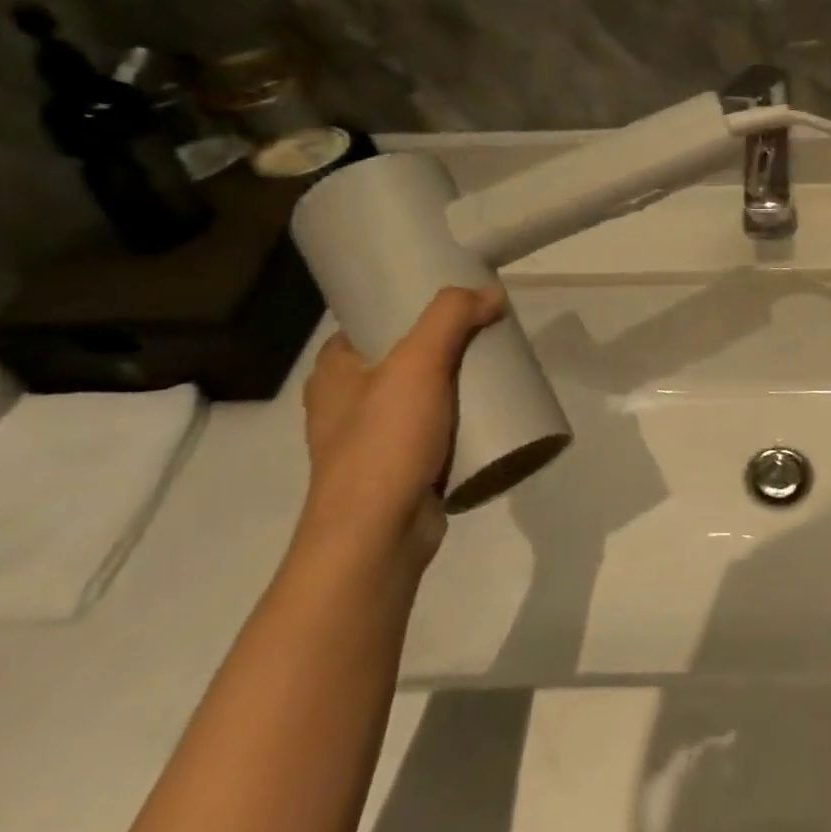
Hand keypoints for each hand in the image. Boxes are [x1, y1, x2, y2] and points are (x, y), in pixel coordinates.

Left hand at [300, 287, 504, 568]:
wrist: (378, 537)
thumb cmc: (385, 443)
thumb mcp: (417, 363)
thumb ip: (451, 318)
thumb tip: (490, 293)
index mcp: (334, 373)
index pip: (370, 321)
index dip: (409, 305)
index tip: (453, 300)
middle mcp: (347, 403)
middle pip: (404, 356)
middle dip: (445, 344)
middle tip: (486, 331)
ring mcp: (373, 440)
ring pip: (422, 395)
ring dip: (456, 382)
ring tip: (496, 367)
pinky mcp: (400, 470)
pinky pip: (434, 431)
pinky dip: (459, 419)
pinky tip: (488, 412)